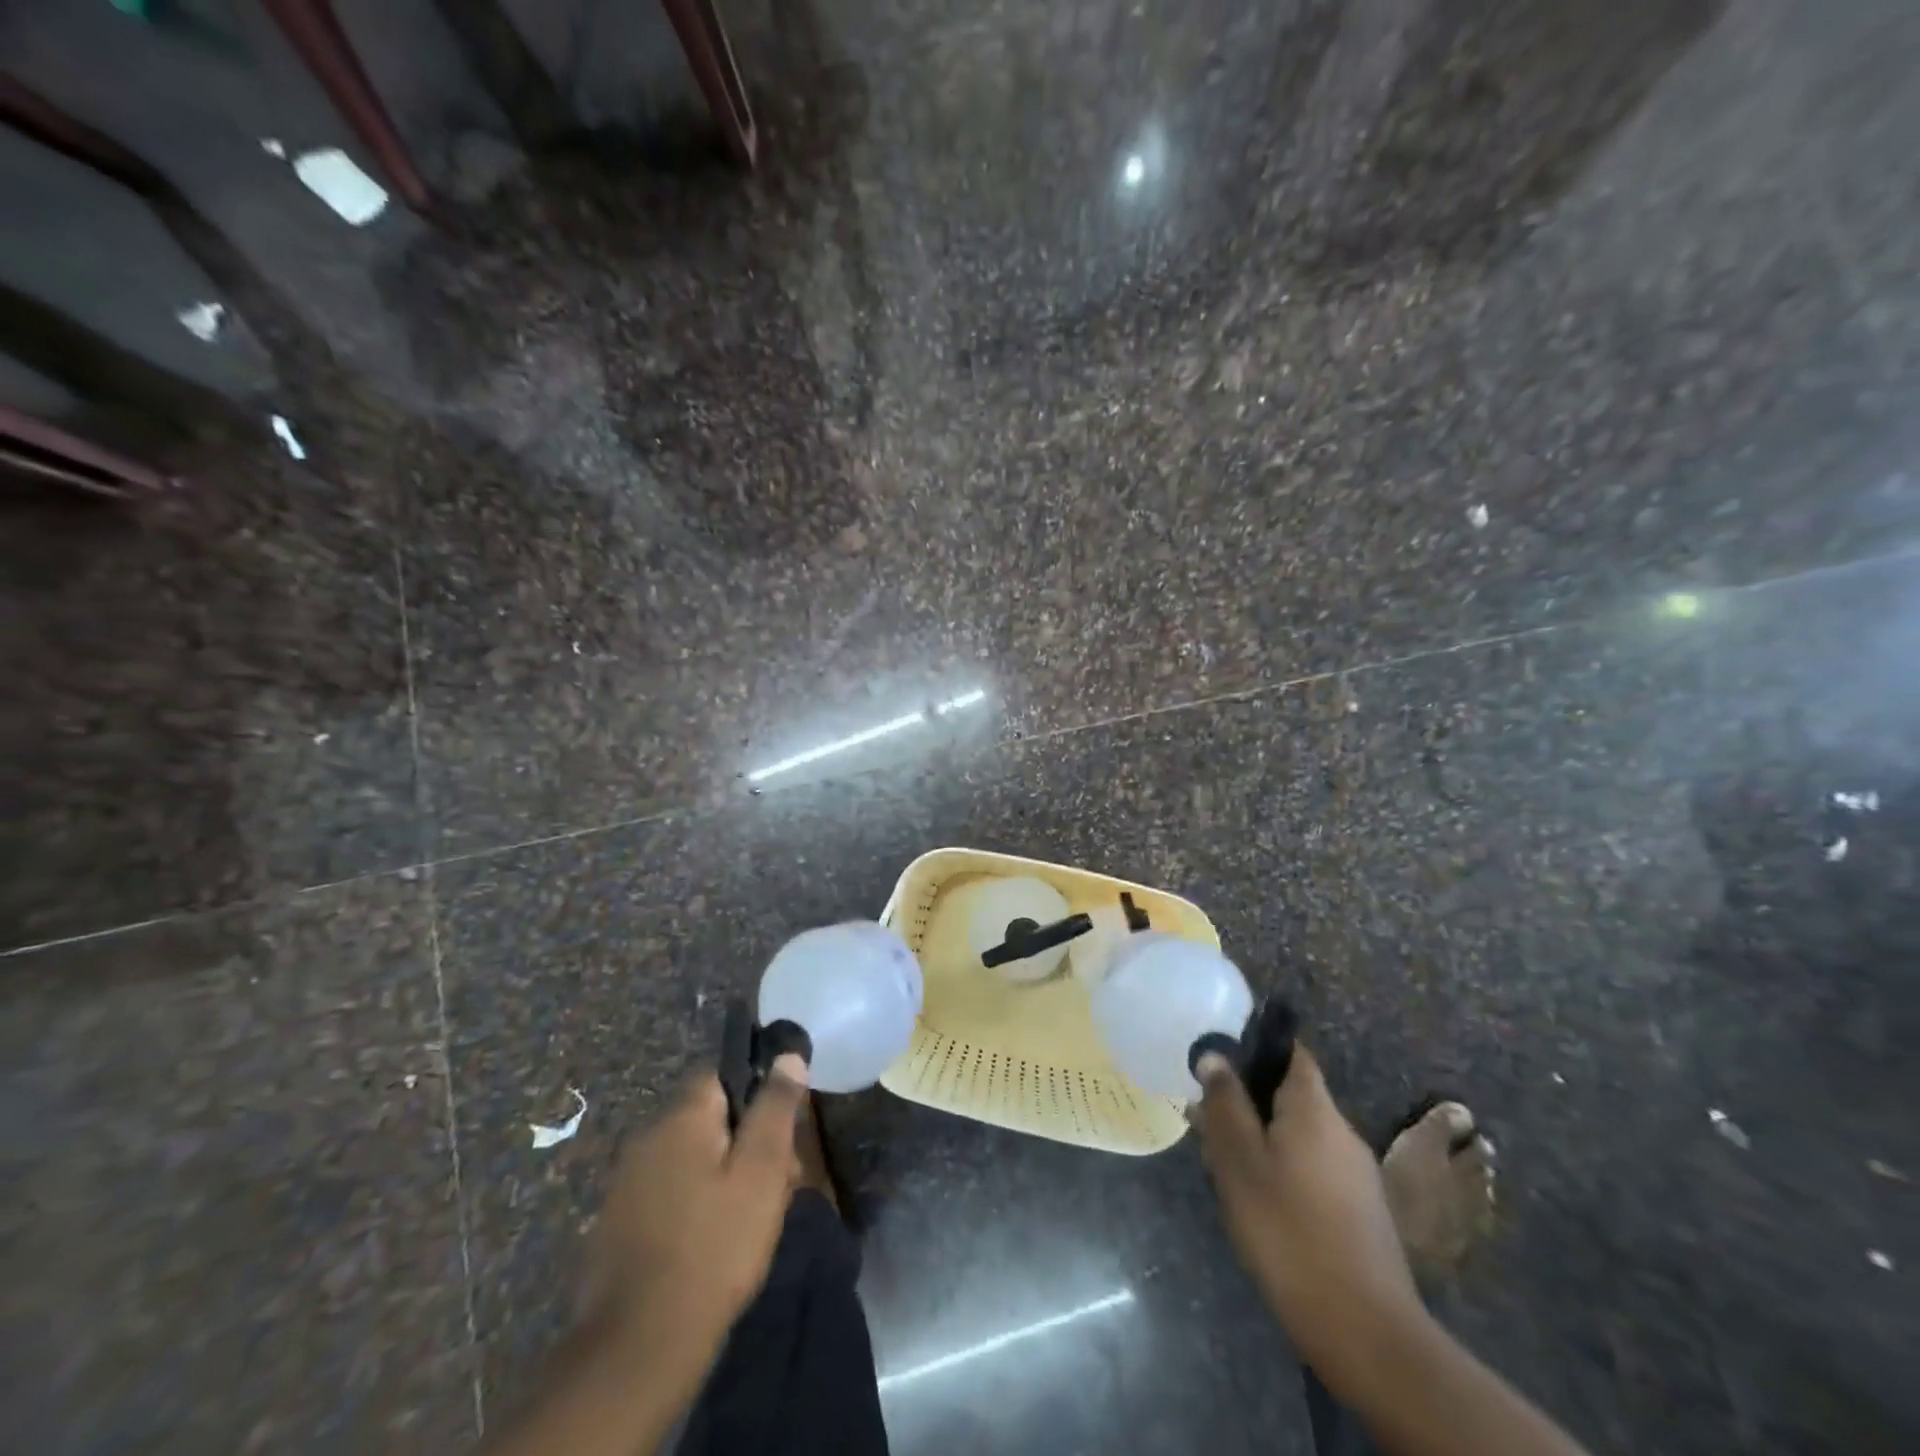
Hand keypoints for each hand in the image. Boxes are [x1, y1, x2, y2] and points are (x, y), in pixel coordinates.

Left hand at [582, 1057, 809, 1364]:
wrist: (638, 1350)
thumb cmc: (714, 1247)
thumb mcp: (762, 1172)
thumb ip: (775, 1108)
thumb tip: (787, 1055)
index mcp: (681, 1117)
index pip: (722, 1075)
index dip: (757, 1097)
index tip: (780, 1135)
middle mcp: (646, 1138)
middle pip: (708, 1119)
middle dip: (744, 1143)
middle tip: (774, 1187)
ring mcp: (626, 1183)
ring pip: (690, 1159)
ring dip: (721, 1177)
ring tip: (748, 1222)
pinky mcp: (616, 1225)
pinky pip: (668, 1193)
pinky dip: (693, 1206)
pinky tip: (710, 1244)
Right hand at [1196, 1046, 1420, 1369]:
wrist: (1364, 1330)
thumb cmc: (1289, 1230)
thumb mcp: (1240, 1162)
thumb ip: (1225, 1104)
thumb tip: (1215, 1056)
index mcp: (1314, 1109)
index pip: (1291, 1052)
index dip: (1256, 1047)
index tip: (1220, 1060)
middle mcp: (1342, 1131)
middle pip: (1290, 1096)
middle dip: (1248, 1103)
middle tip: (1207, 1124)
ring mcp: (1357, 1173)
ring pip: (1299, 1135)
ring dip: (1262, 1139)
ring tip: (1223, 1167)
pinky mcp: (1361, 1211)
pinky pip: (1313, 1169)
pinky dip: (1282, 1169)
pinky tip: (1258, 1203)